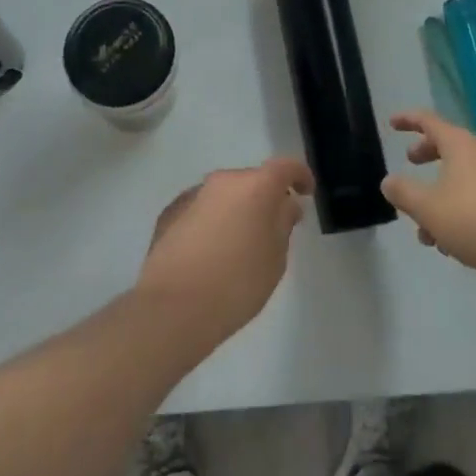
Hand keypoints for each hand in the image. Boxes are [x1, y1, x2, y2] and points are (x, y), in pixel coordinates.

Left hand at [136, 156, 313, 346]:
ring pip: (224, 195)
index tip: (306, 192)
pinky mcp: (170, 212)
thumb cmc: (236, 284)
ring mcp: (193, 194)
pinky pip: (200, 210)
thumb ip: (283, 224)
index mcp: (255, 187)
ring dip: (235, 210)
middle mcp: (223, 181)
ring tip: (237, 246)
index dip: (300, 175)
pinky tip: (208, 253)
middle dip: (264, 199)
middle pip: (252, 181)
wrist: (172, 308)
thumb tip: (284, 205)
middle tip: (271, 229)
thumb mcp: (275, 260)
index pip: (285, 167)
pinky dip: (210, 222)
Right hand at [381, 111, 475, 291]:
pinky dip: (456, 209)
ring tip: (423, 228)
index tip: (392, 123)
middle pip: (447, 145)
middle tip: (410, 162)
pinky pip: (475, 197)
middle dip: (426, 154)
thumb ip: (404, 192)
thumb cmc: (473, 221)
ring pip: (460, 177)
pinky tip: (448, 244)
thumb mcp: (428, 208)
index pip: (429, 121)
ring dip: (438, 195)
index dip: (408, 119)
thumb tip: (388, 181)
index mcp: (460, 145)